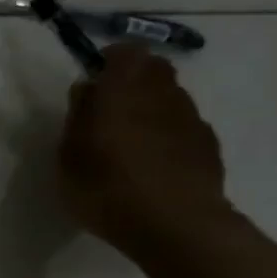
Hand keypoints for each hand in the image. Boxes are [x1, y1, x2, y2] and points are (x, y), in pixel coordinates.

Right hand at [58, 47, 229, 256]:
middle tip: (109, 110)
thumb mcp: (68, 155)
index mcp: (124, 89)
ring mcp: (191, 118)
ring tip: (130, 143)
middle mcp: (163, 93)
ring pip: (169, 98)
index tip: (93, 82)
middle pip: (153, 70)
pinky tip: (153, 165)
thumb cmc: (106, 187)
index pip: (124, 52)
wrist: (174, 225)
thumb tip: (88, 89)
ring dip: (150, 108)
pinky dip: (167, 135)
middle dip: (132, 81)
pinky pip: (183, 127)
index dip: (109, 62)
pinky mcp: (208, 145)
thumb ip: (78, 116)